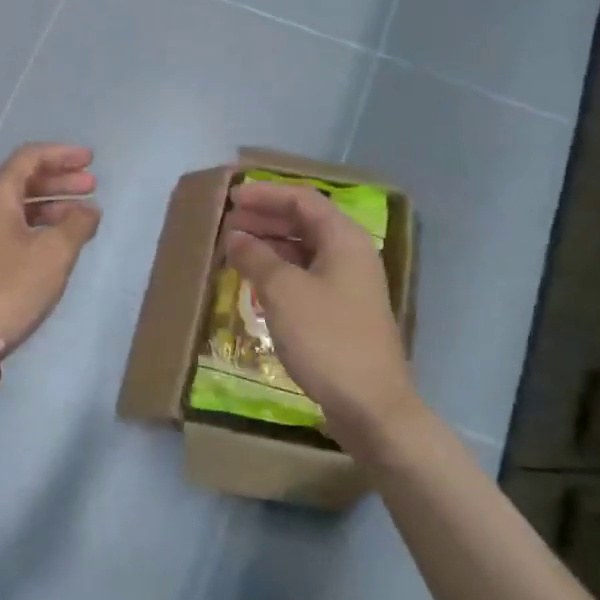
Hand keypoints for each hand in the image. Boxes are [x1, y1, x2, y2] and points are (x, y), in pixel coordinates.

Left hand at [0, 143, 101, 354]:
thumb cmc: (9, 288)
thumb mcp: (54, 254)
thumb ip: (76, 225)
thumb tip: (89, 210)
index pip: (29, 158)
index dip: (62, 155)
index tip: (90, 160)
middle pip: (22, 180)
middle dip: (59, 180)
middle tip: (91, 186)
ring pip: (16, 207)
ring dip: (49, 205)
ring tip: (81, 216)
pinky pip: (9, 228)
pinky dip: (36, 226)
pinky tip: (56, 243)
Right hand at [222, 181, 422, 454]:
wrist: (371, 405)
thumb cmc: (327, 338)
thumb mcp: (283, 292)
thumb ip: (256, 257)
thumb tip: (236, 236)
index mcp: (344, 239)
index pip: (302, 200)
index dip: (265, 194)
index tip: (232, 198)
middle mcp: (351, 254)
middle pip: (305, 222)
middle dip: (265, 218)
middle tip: (228, 223)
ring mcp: (349, 285)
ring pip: (305, 250)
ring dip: (270, 245)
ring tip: (235, 250)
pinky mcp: (342, 312)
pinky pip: (307, 276)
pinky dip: (280, 272)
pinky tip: (256, 282)